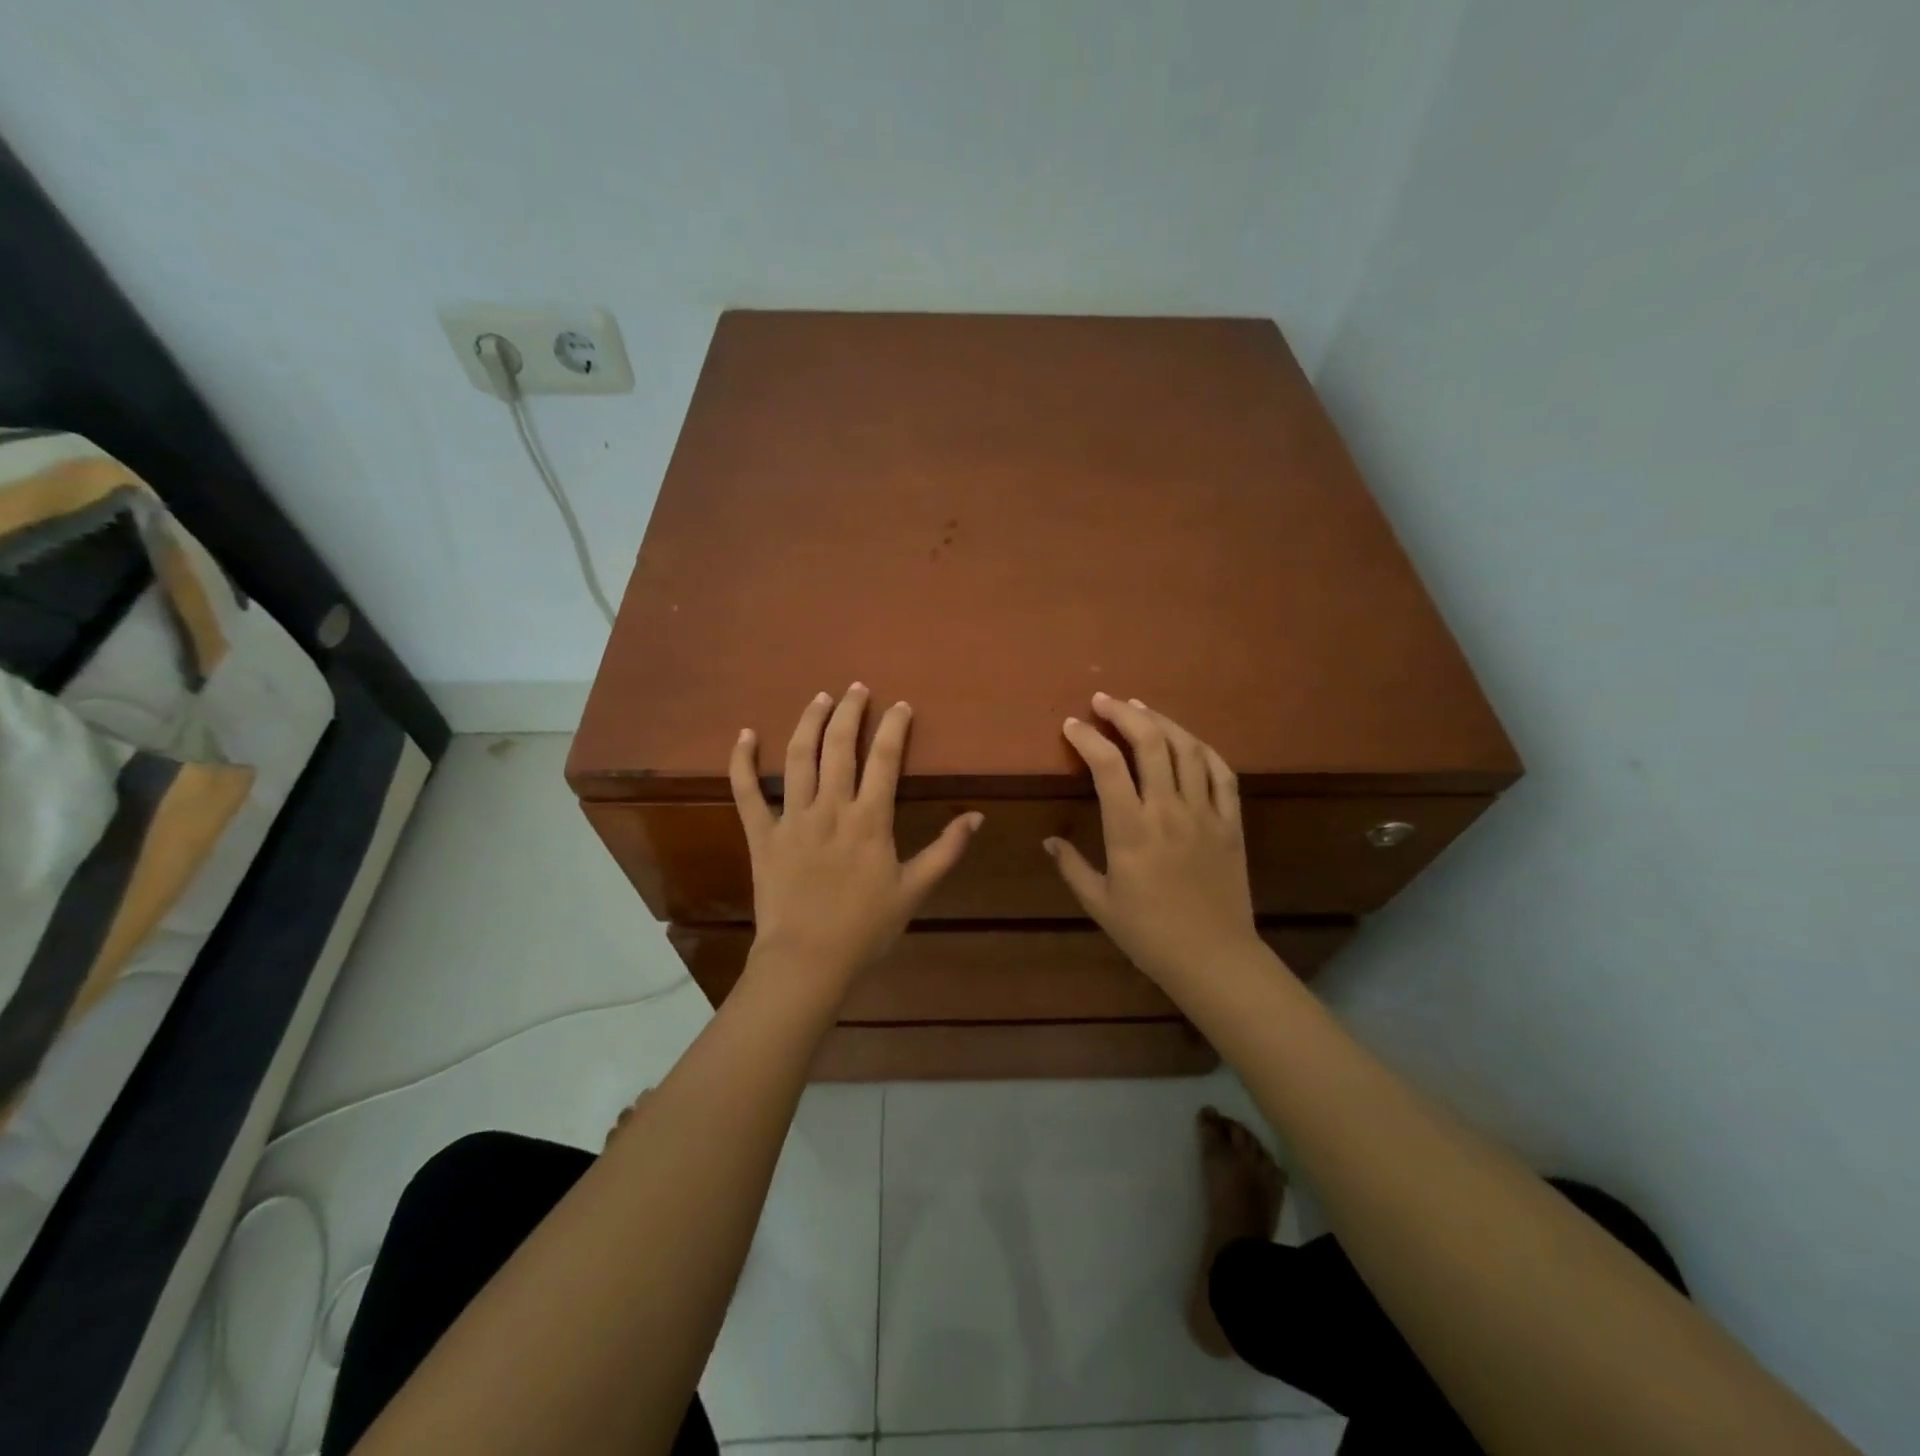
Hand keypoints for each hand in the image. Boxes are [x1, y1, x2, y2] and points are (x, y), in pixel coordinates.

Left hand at [731, 684, 981, 986]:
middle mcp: (831, 808)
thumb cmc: (866, 929)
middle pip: (839, 746)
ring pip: (798, 758)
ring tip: (820, 697)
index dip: (894, 727)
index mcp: (870, 820)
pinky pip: (746, 792)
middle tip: (857, 688)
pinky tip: (744, 734)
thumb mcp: (916, 891)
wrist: (808, 961)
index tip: (901, 706)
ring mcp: (792, 818)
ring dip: (808, 722)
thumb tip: (975, 816)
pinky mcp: (761, 835)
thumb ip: (946, 850)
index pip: (885, 759)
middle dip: (850, 711)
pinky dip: (742, 762)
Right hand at [1046, 694, 1259, 984]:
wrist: (1213, 957)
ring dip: (1161, 721)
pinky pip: (1221, 773)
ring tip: (1140, 709)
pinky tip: (1187, 740)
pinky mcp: (1231, 822)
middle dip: (1123, 713)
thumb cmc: (1149, 934)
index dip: (1086, 738)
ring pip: (1186, 749)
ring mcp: (1205, 813)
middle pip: (1149, 743)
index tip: (1071, 725)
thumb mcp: (1099, 904)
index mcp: (1131, 829)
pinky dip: (1202, 749)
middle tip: (1103, 701)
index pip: (1106, 766)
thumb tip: (1049, 840)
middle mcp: (1168, 810)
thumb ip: (1072, 867)